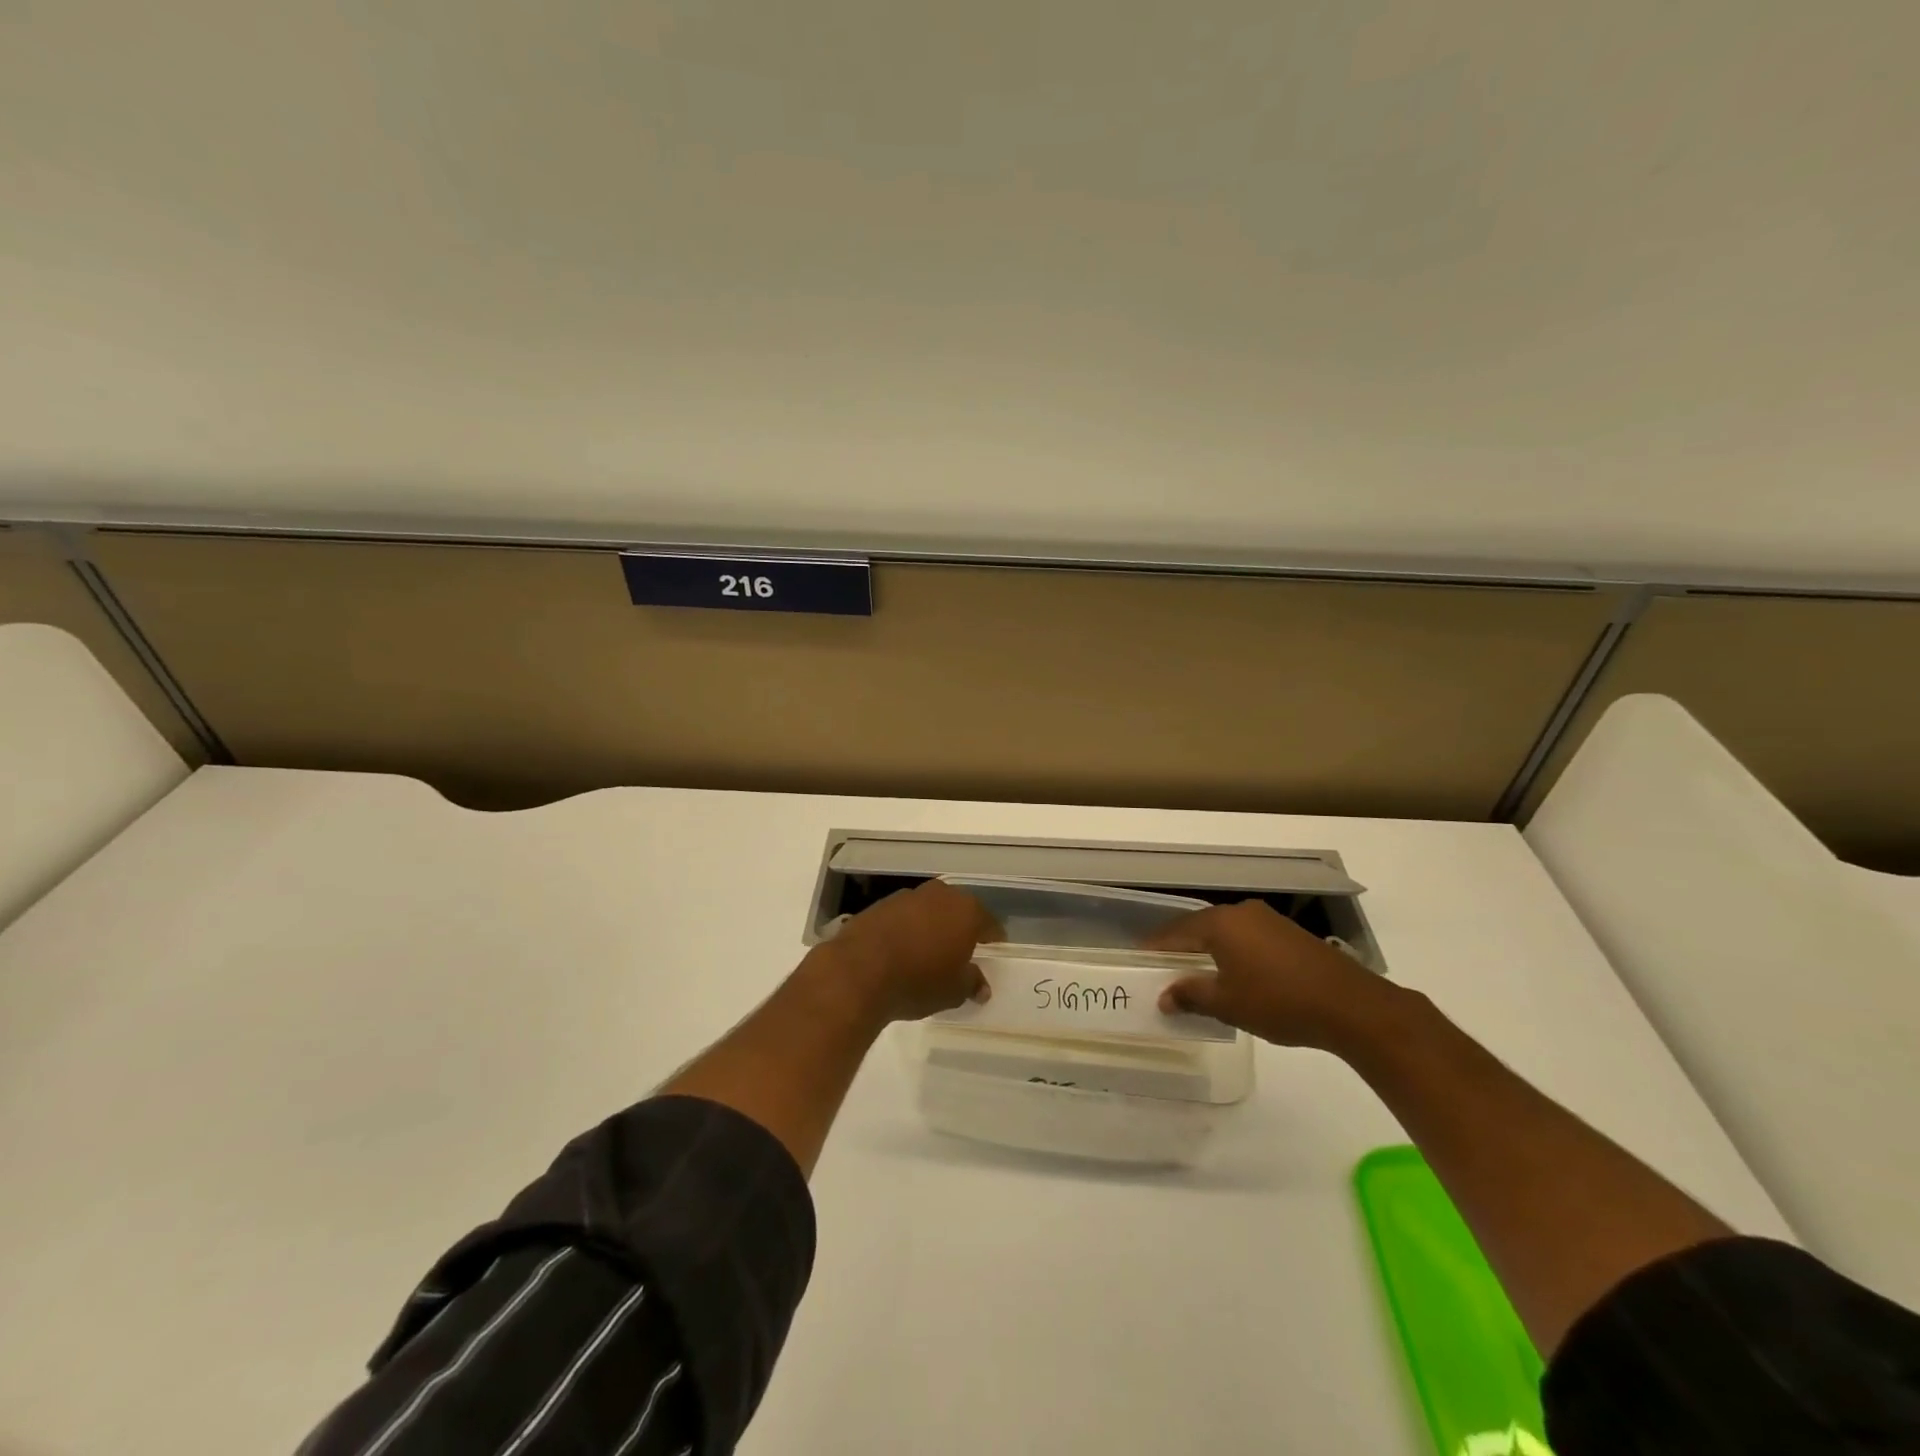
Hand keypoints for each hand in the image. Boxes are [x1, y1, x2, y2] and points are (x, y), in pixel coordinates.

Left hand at [824, 881, 1000, 1023]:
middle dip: (961, 926)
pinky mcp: (880, 904)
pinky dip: (907, 927)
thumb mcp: (953, 991)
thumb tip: (982, 987)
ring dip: (932, 924)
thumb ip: (972, 983)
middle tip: (962, 948)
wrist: (859, 970)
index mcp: (966, 911)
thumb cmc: (918, 980)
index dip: (992, 936)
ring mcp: (908, 896)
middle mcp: (940, 895)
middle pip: (958, 909)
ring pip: (929, 908)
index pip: (988, 922)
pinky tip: (902, 947)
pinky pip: (904, 915)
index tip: (994, 948)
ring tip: (929, 949)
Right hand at [1150, 900, 1395, 1051]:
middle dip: (1182, 949)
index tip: (1139, 960)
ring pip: (1226, 933)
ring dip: (1209, 952)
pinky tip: (1235, 975)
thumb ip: (1191, 995)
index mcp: (1221, 923)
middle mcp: (1242, 913)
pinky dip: (1234, 954)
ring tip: (1197, 975)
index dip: (1156, 947)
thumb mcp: (1228, 1004)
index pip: (1176, 932)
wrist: (1351, 1006)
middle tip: (1164, 969)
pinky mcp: (1290, 934)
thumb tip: (1165, 996)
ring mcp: (1269, 921)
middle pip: (1200, 928)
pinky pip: (1248, 939)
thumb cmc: (1279, 1001)